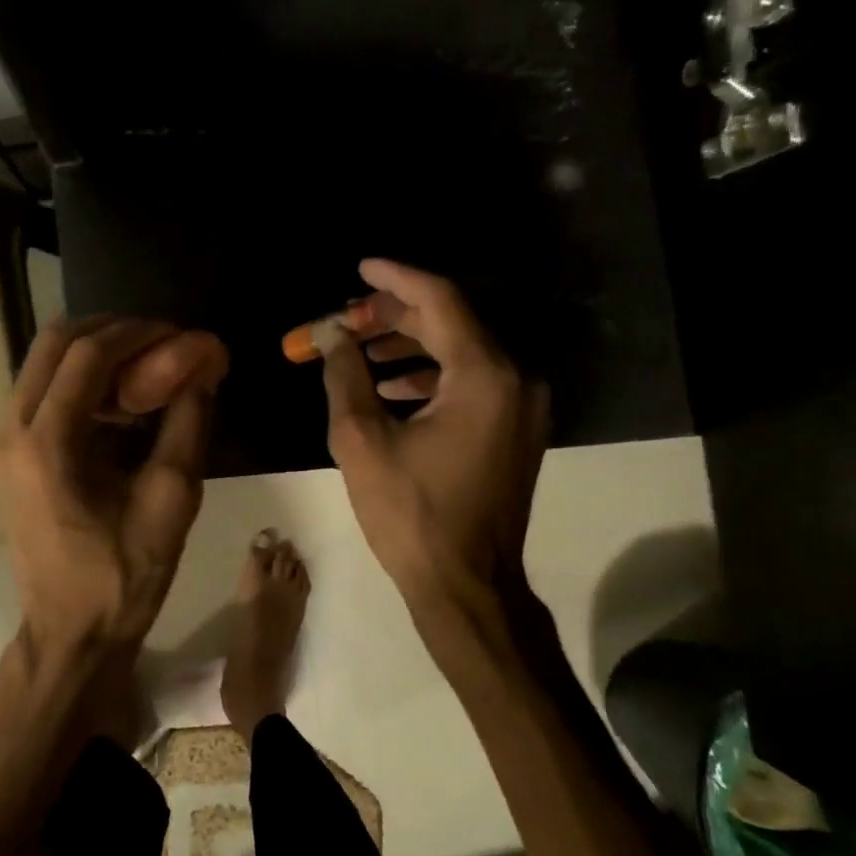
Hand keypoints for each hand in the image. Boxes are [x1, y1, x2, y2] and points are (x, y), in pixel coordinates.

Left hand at [0, 317, 227, 653]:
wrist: (71, 635)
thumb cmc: (123, 577)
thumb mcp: (171, 498)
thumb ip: (188, 423)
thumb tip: (205, 365)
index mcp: (46, 444)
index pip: (88, 354)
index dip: (139, 334)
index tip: (180, 335)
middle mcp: (12, 433)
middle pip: (53, 344)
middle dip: (111, 331)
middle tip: (160, 341)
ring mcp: (3, 445)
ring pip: (42, 365)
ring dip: (94, 354)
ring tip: (146, 367)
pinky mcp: (8, 459)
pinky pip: (41, 394)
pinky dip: (80, 382)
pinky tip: (120, 402)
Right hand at [321, 259, 549, 614]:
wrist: (467, 586)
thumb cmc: (410, 515)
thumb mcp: (361, 440)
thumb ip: (345, 375)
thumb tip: (333, 334)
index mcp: (484, 375)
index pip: (440, 301)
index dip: (395, 280)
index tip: (359, 268)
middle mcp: (515, 379)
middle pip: (453, 323)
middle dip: (396, 316)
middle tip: (348, 318)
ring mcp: (522, 406)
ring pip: (463, 352)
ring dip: (411, 345)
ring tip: (360, 349)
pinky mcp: (516, 429)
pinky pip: (472, 382)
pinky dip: (431, 376)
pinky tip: (390, 386)